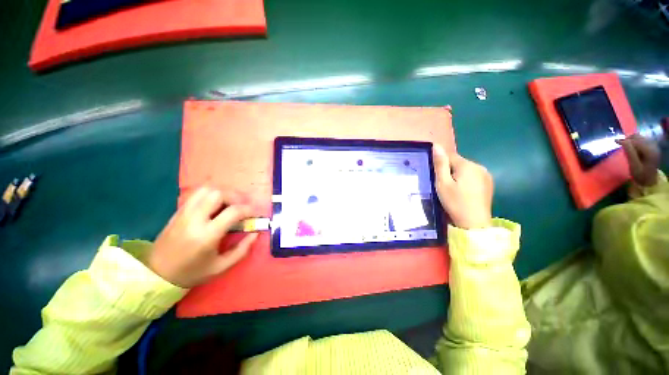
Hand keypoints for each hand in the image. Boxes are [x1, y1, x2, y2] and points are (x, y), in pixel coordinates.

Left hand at [148, 187, 257, 287]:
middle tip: (242, 207)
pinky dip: (211, 195)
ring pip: (207, 190)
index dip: (249, 209)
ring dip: (223, 193)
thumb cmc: (191, 273)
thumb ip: (242, 249)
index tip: (255, 213)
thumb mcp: (221, 266)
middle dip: (236, 197)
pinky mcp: (179, 211)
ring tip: (230, 204)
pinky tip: (216, 205)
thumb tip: (255, 233)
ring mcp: (184, 213)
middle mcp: (195, 219)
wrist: (156, 274)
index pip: (233, 211)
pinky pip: (197, 194)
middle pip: (219, 194)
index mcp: (207, 235)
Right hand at [433, 145, 492, 228]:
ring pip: (466, 170)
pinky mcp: (488, 184)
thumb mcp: (442, 184)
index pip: (450, 156)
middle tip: (444, 186)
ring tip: (453, 190)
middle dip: (450, 171)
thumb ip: (440, 164)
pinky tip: (463, 192)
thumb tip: (436, 146)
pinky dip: (466, 181)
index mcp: (467, 165)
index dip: (441, 165)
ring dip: (458, 176)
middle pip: (459, 163)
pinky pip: (473, 176)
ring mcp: (486, 175)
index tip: (437, 177)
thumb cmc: (455, 202)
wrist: (474, 223)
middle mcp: (479, 166)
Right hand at [616, 134, 660, 186]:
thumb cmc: (640, 175)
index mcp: (649, 151)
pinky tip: (632, 147)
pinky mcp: (652, 147)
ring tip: (625, 146)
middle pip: (638, 137)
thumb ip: (630, 153)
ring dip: (631, 140)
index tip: (615, 141)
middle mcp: (652, 146)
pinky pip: (642, 140)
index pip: (635, 141)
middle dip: (628, 139)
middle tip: (620, 144)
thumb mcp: (634, 166)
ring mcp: (653, 146)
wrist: (649, 180)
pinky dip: (635, 142)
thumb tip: (622, 141)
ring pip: (640, 137)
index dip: (625, 140)